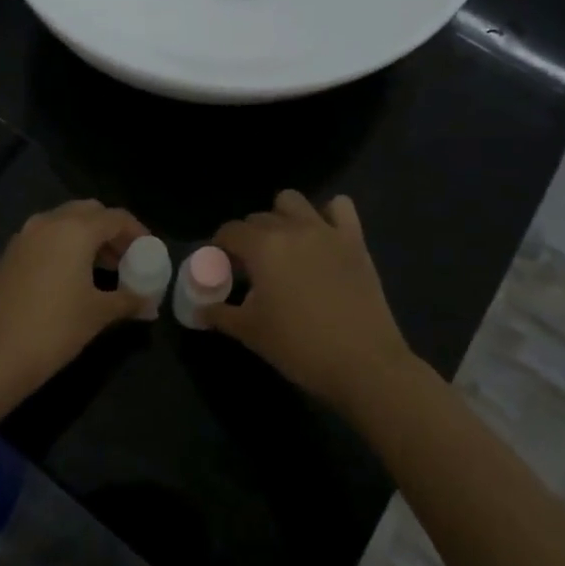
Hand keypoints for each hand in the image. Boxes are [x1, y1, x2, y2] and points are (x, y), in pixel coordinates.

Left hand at [0, 199, 148, 408]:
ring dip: (86, 237)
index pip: (116, 217)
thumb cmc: (53, 329)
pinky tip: (70, 278)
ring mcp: (24, 236)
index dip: (137, 232)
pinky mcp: (8, 254)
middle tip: (125, 258)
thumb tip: (150, 305)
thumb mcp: (97, 314)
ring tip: (101, 270)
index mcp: (75, 229)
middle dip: (110, 230)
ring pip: (64, 223)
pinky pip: (44, 238)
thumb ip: (128, 301)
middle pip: (89, 212)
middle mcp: (48, 222)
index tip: (149, 252)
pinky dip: (63, 247)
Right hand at [207, 190, 417, 415]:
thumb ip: (220, 314)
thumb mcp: (251, 333)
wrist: (364, 364)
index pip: (230, 231)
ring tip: (284, 246)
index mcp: (262, 247)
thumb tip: (200, 308)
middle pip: (258, 217)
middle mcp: (292, 228)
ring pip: (293, 201)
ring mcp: (326, 230)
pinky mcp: (354, 240)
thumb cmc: (300, 348)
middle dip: (248, 236)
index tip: (222, 267)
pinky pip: (340, 207)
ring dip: (282, 217)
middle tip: (251, 267)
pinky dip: (328, 214)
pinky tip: (323, 236)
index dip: (220, 246)